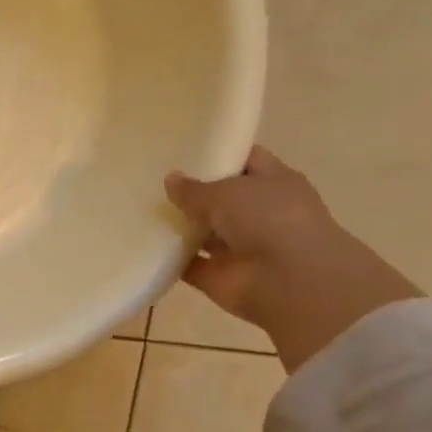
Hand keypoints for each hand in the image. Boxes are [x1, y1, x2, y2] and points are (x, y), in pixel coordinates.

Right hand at [165, 146, 421, 372]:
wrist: (289, 282)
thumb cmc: (268, 220)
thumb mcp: (226, 192)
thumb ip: (194, 188)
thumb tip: (170, 180)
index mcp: (273, 183)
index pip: (246, 160)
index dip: (219, 153)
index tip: (185, 149)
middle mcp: (258, 213)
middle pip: (220, 198)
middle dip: (191, 192)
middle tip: (152, 180)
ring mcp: (238, 247)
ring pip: (203, 233)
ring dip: (179, 226)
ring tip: (141, 210)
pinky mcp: (218, 275)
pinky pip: (188, 264)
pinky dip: (169, 259)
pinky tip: (142, 244)